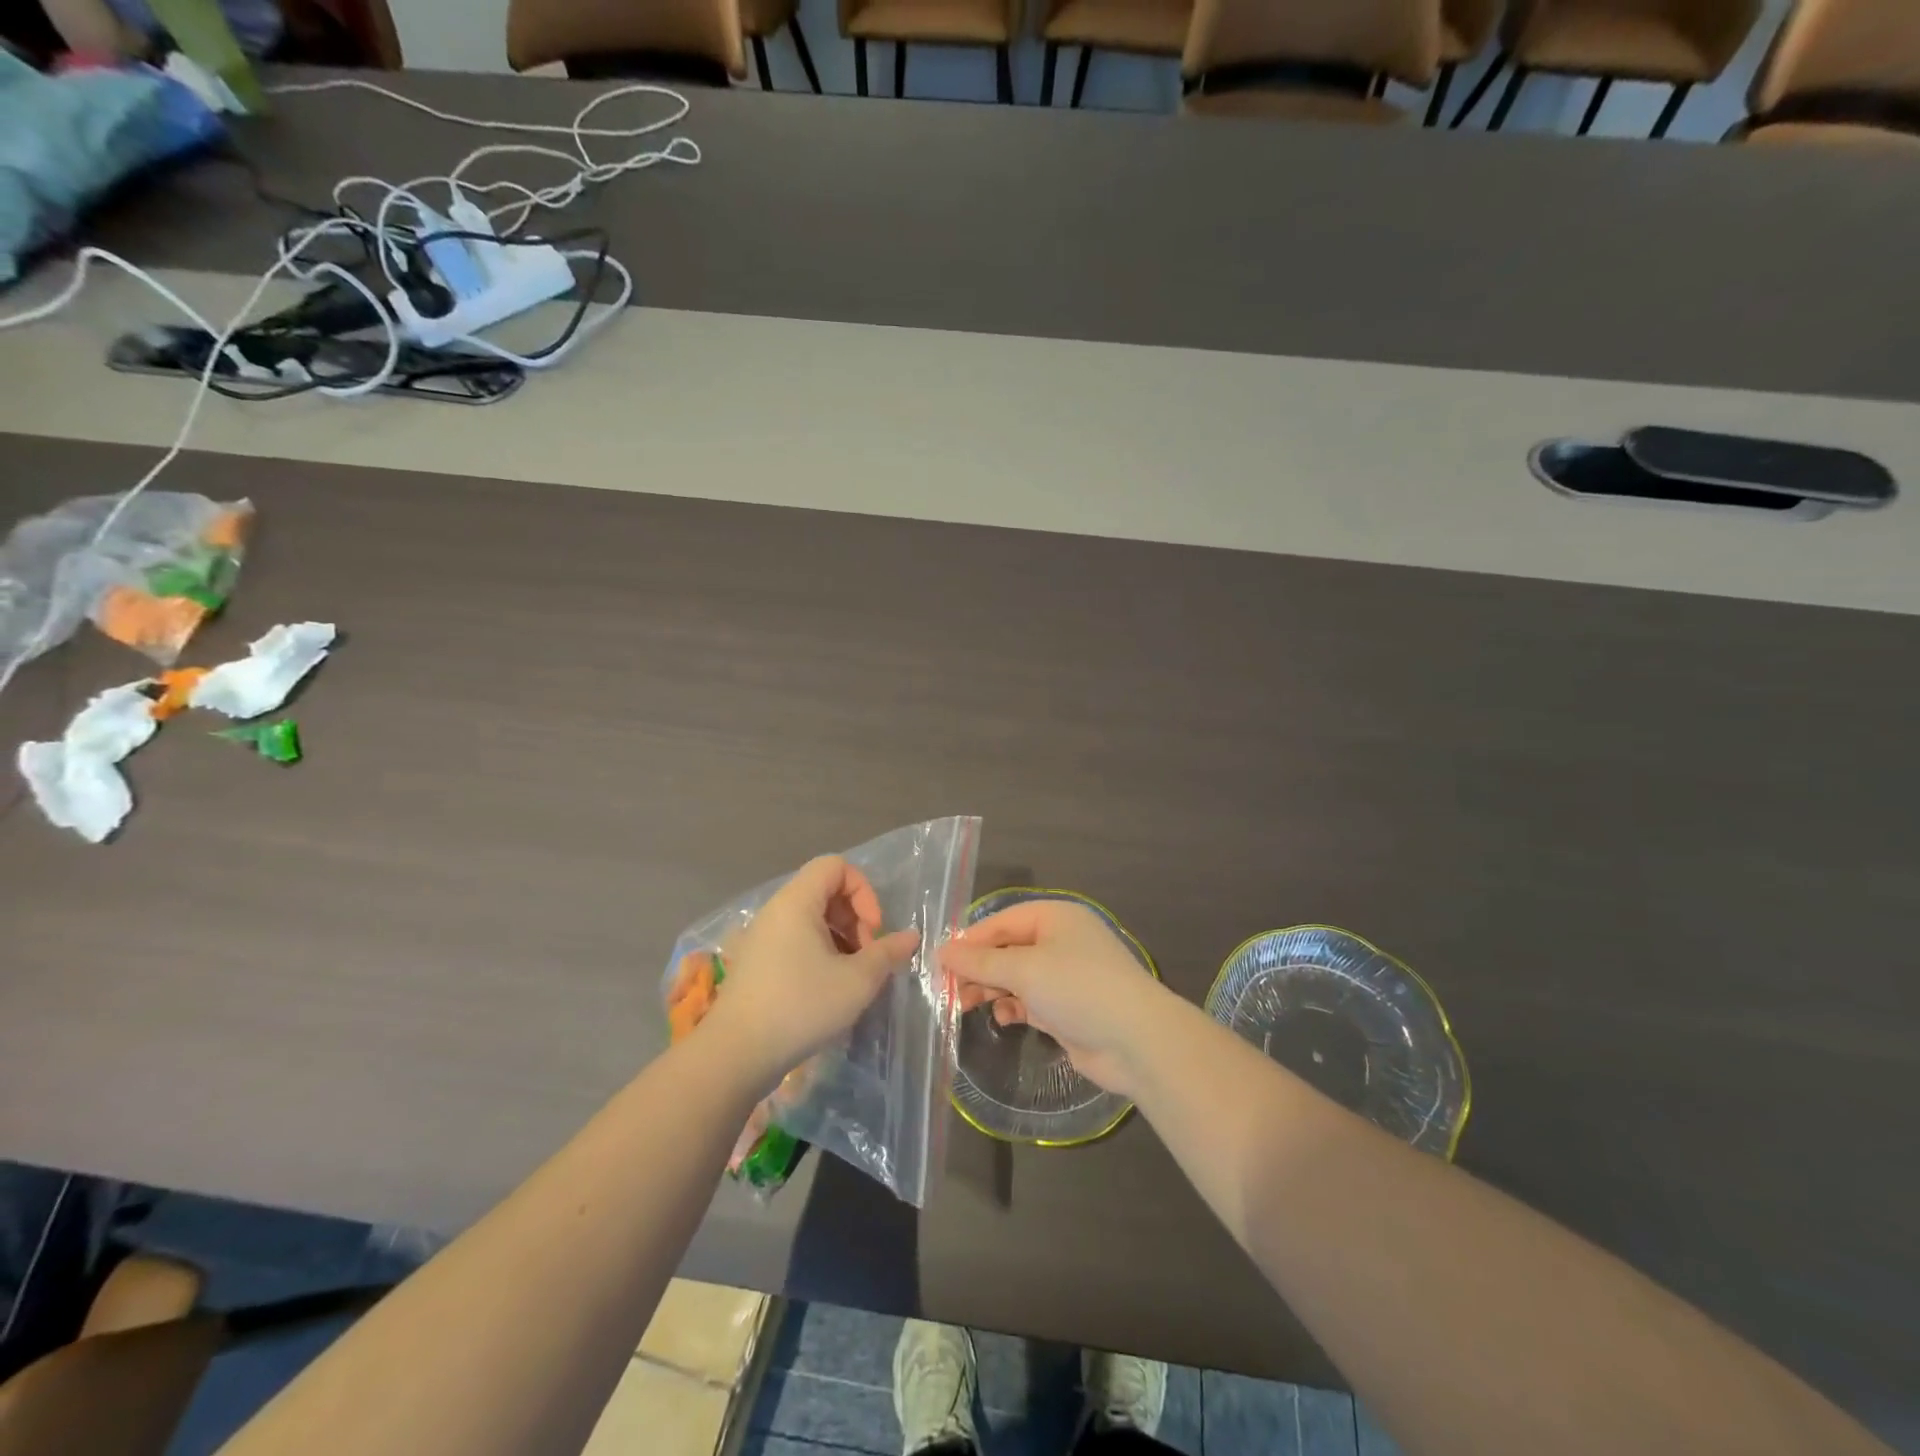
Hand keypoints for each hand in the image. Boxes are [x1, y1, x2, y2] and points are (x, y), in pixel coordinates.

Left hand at [701, 856, 919, 1093]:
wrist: (735, 1054)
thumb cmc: (800, 1006)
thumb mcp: (856, 981)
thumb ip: (887, 953)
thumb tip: (910, 937)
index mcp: (797, 902)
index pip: (836, 866)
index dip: (863, 891)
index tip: (873, 930)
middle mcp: (776, 911)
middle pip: (825, 891)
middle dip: (855, 918)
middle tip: (867, 957)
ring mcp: (761, 937)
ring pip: (811, 919)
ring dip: (840, 939)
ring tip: (852, 976)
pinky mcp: (755, 963)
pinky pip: (794, 941)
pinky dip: (818, 953)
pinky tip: (828, 989)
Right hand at [942, 900, 1169, 1096]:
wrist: (1136, 1041)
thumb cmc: (1078, 989)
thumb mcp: (1024, 970)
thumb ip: (981, 961)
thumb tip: (942, 951)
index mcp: (1054, 917)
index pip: (1001, 921)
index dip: (970, 940)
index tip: (939, 963)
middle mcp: (1060, 941)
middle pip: (1007, 948)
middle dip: (978, 968)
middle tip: (948, 990)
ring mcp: (1066, 976)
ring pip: (1017, 976)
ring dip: (992, 988)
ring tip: (966, 1005)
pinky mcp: (1068, 1008)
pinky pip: (1030, 1000)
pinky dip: (1013, 1006)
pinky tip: (1001, 1017)